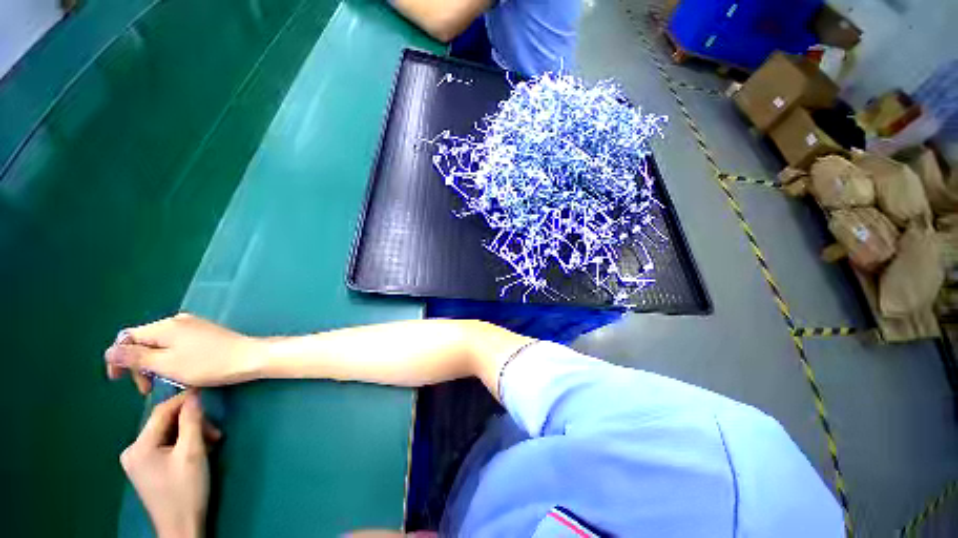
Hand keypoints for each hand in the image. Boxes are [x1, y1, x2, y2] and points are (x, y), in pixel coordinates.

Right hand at [105, 313, 263, 391]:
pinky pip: (178, 345)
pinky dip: (171, 360)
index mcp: (164, 326)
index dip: (118, 359)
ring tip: (165, 383)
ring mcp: (194, 326)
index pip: (127, 338)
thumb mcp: (165, 365)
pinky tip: (181, 373)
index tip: (120, 382)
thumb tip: (109, 351)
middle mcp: (178, 321)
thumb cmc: (207, 364)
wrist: (250, 357)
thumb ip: (135, 357)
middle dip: (140, 366)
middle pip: (144, 341)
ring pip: (161, 345)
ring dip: (156, 365)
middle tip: (148, 389)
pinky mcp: (206, 333)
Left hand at [121, 391, 221, 537]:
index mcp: (139, 447)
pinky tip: (198, 451)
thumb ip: (192, 421)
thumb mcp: (193, 453)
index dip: (184, 399)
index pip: (162, 412)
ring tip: (211, 443)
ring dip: (191, 434)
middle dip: (192, 423)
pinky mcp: (146, 468)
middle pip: (165, 424)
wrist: (181, 527)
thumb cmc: (186, 490)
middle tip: (215, 433)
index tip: (206, 390)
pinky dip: (183, 444)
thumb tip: (195, 395)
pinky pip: (165, 445)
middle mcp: (133, 451)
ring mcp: (138, 461)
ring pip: (167, 434)